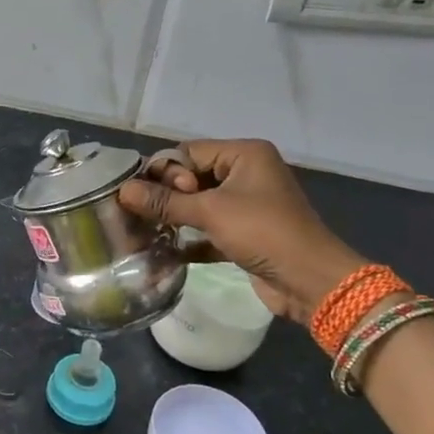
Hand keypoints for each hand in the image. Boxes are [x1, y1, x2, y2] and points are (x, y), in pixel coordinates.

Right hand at [117, 139, 363, 324]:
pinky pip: (209, 229)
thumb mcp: (211, 212)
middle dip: (166, 195)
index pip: (188, 152)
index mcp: (244, 154)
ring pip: (199, 204)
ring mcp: (247, 205)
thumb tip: (122, 191)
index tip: (147, 196)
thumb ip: (165, 202)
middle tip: (145, 214)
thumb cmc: (263, 232)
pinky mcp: (245, 234)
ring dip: (175, 217)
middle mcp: (246, 173)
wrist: (310, 281)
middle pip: (191, 177)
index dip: (164, 172)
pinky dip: (190, 238)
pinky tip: (165, 251)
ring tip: (146, 230)